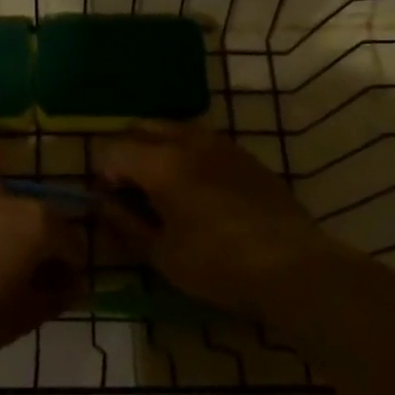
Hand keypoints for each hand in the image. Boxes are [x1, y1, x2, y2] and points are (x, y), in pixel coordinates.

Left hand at [0, 188, 85, 368]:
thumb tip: (72, 287)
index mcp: (39, 222)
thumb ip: (57, 297)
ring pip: (11, 217)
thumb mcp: (26, 315)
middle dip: (47, 249)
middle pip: (44, 221)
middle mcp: (12, 201)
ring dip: (17, 240)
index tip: (65, 295)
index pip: (74, 244)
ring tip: (5, 275)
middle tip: (38, 285)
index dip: (74, 271)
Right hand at [96, 123, 331, 316]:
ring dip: (157, 148)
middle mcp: (187, 141)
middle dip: (126, 152)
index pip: (113, 150)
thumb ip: (125, 223)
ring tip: (161, 186)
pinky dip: (186, 153)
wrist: (293, 266)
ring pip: (174, 129)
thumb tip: (101, 205)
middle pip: (141, 128)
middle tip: (129, 190)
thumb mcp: (162, 253)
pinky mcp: (244, 155)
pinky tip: (196, 188)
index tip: (110, 203)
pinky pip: (202, 140)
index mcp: (161, 162)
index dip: (103, 174)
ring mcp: (220, 143)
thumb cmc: (218, 265)